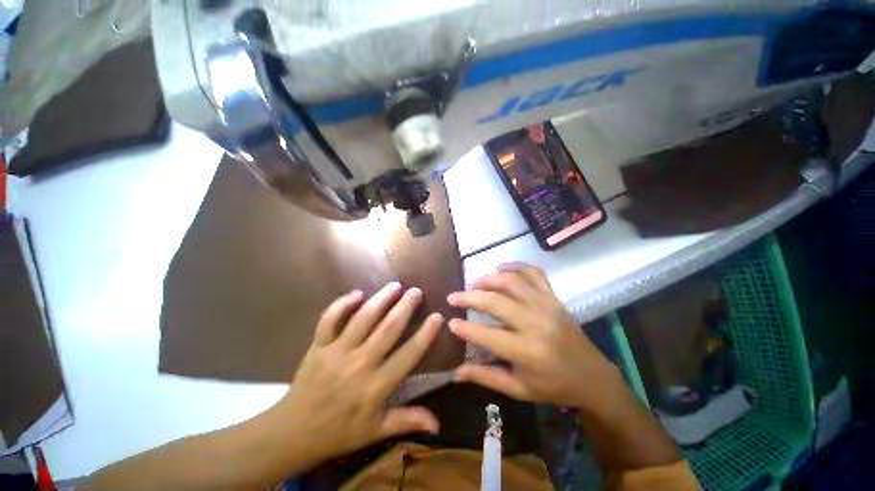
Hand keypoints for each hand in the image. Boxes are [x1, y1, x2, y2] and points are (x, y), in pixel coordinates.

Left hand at [274, 283, 442, 465]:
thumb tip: (438, 425)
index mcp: (376, 386)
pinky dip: (342, 304)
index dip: (426, 334)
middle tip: (417, 291)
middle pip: (388, 328)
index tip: (437, 316)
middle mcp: (360, 364)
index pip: (408, 354)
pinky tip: (357, 293)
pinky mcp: (319, 346)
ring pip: (363, 318)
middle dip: (406, 307)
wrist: (293, 432)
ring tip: (395, 286)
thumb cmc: (339, 431)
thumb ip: (407, 421)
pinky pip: (330, 319)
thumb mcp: (375, 431)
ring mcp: (337, 352)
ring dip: (381, 299)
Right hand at [448, 263, 622, 410]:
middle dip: (469, 297)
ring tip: (473, 283)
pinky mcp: (554, 297)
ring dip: (488, 279)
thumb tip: (454, 371)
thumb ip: (485, 377)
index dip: (464, 328)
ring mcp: (546, 305)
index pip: (486, 335)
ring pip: (511, 281)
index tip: (450, 322)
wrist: (593, 376)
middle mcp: (535, 323)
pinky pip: (533, 273)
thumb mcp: (518, 389)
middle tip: (454, 297)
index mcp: (526, 352)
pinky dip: (515, 266)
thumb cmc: (553, 386)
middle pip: (495, 301)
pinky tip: (501, 267)